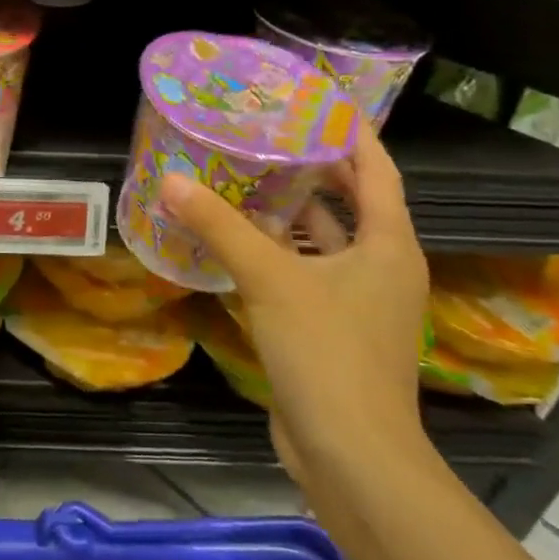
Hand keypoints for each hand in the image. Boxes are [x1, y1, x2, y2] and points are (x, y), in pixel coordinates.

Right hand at [162, 120, 429, 473]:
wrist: (352, 457)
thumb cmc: (328, 353)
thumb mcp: (270, 279)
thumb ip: (220, 227)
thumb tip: (171, 181)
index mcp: (388, 245)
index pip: (377, 169)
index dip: (351, 132)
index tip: (316, 102)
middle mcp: (382, 267)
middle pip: (352, 202)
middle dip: (313, 168)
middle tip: (266, 135)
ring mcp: (360, 302)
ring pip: (325, 241)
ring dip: (291, 213)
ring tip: (245, 179)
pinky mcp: (335, 330)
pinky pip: (307, 274)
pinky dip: (280, 253)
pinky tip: (239, 243)